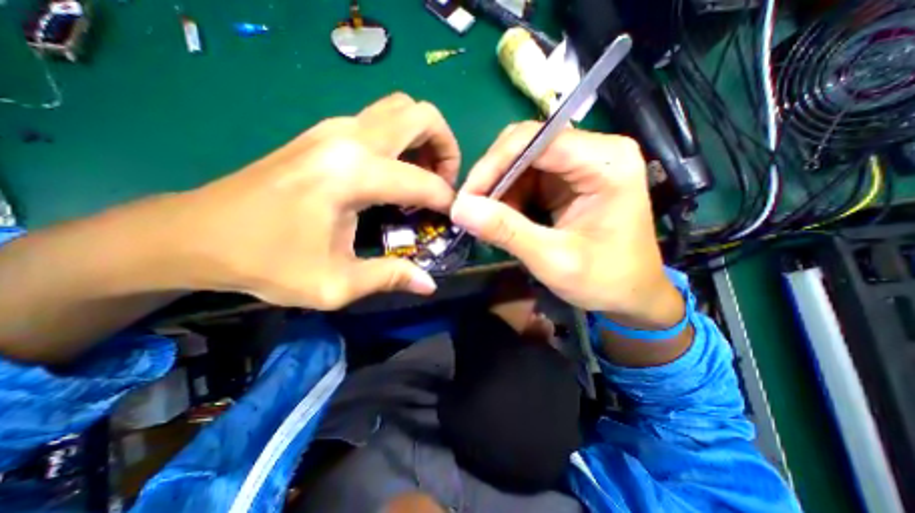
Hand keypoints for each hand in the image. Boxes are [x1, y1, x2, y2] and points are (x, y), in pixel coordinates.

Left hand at [161, 93, 461, 307]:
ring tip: (424, 176)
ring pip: (402, 109)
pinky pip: (381, 121)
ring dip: (424, 139)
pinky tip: (395, 175)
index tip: (452, 218)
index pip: (424, 181)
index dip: (447, 201)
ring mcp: (334, 128)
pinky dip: (403, 140)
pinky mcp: (324, 132)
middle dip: (446, 147)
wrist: (195, 233)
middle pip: (421, 115)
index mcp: (353, 175)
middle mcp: (349, 139)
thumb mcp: (335, 284)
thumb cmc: (266, 262)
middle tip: (444, 183)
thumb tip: (429, 284)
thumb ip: (390, 277)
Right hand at [450, 122, 676, 325]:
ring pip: (522, 161)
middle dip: (493, 177)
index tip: (466, 198)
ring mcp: (581, 164)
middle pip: (526, 145)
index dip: (493, 164)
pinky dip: (509, 198)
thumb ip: (506, 231)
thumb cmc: (605, 280)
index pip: (536, 139)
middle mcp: (595, 152)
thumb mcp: (553, 259)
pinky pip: (527, 178)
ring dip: (499, 190)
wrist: (632, 296)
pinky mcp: (569, 180)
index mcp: (606, 162)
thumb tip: (459, 209)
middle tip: (470, 209)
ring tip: (488, 221)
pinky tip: (505, 220)